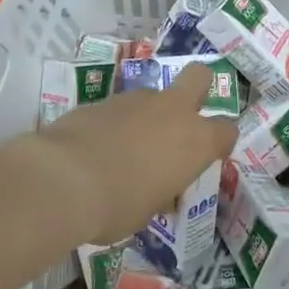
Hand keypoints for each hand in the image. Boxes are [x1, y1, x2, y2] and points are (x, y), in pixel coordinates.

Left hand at [27, 62, 238, 243]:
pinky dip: (114, 124)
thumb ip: (162, 192)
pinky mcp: (102, 99)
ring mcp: (136, 100)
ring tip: (124, 150)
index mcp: (196, 141)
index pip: (227, 130)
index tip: (207, 156)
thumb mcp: (149, 211)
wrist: (60, 180)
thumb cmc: (117, 206)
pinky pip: (119, 109)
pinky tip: (96, 149)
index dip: (220, 141)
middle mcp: (172, 111)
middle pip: (200, 77)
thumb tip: (160, 190)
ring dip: (147, 116)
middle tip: (183, 116)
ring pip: (153, 96)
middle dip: (198, 89)